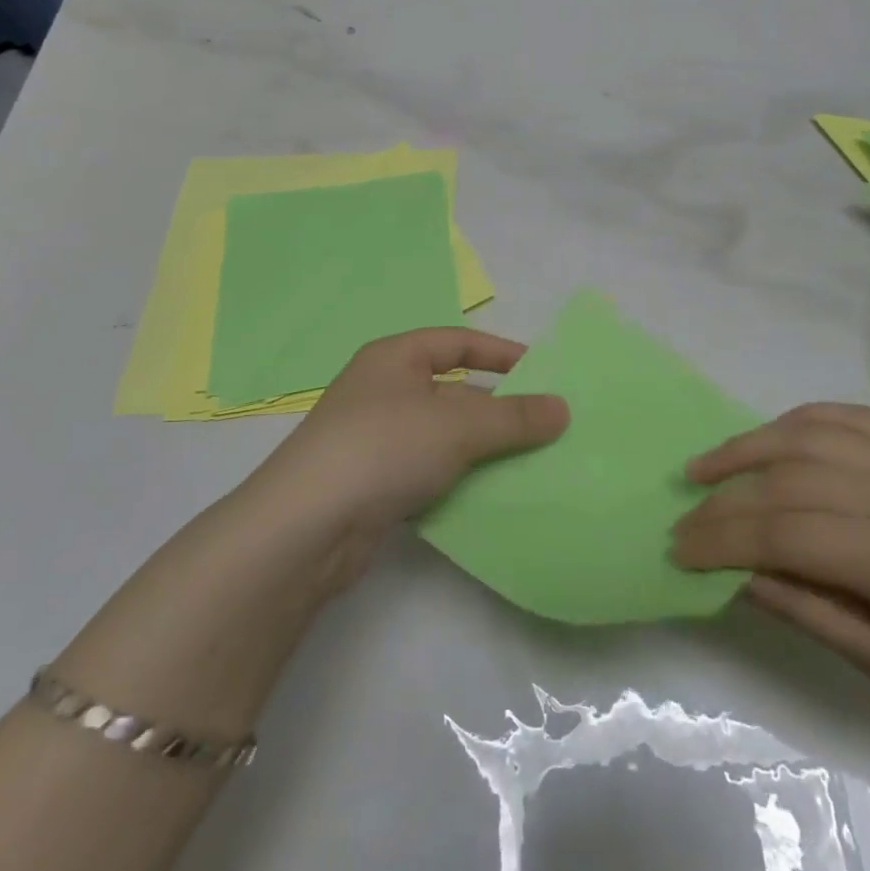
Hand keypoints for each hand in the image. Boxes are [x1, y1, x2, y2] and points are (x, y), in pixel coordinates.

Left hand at [238, 328, 569, 593]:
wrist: (306, 528)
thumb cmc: (383, 448)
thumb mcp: (456, 425)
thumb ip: (513, 417)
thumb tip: (563, 409)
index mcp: (394, 359)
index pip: (457, 342)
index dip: (500, 353)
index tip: (543, 373)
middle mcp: (383, 392)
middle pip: (454, 392)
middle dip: (498, 409)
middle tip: (547, 428)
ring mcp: (376, 440)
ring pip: (444, 437)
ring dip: (483, 450)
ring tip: (533, 465)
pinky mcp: (374, 485)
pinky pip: (430, 473)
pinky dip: (459, 481)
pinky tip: (491, 498)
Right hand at [670, 404, 869, 778]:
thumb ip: (811, 612)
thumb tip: (736, 577)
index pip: (785, 533)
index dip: (721, 540)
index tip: (677, 551)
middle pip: (789, 478)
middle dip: (725, 499)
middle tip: (683, 519)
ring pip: (814, 433)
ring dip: (751, 445)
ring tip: (707, 466)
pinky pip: (856, 420)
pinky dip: (804, 421)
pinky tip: (776, 437)